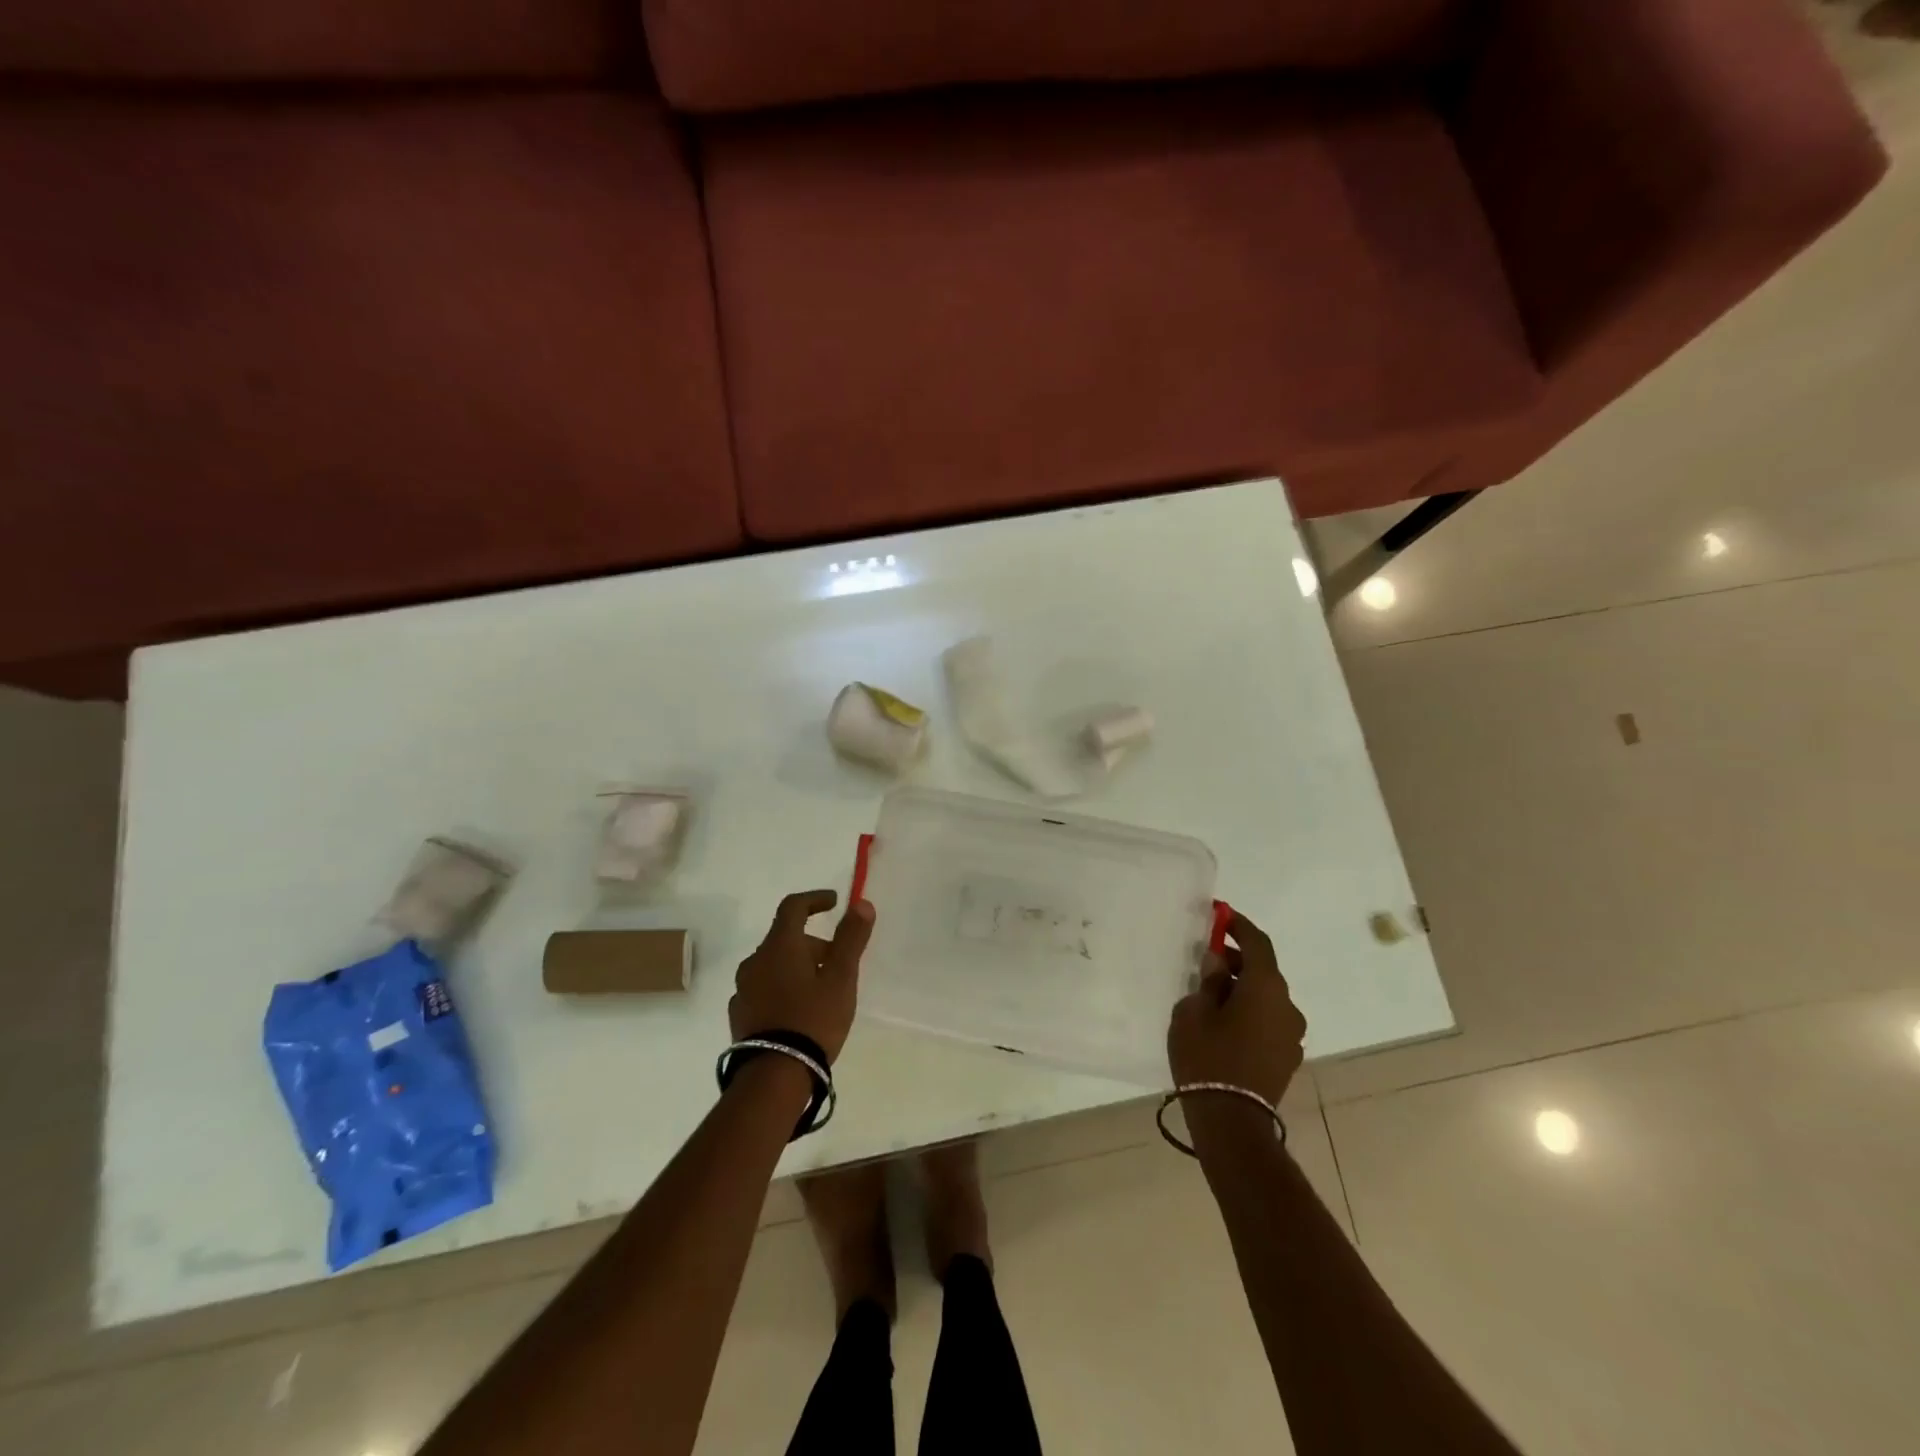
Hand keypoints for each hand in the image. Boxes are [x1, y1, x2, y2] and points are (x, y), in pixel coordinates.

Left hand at [730, 890, 874, 1062]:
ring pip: (773, 964)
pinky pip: (763, 988)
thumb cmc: (813, 1019)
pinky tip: (797, 1010)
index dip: (814, 900)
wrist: (774, 1076)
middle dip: (812, 942)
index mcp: (780, 946)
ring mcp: (743, 989)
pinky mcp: (739, 1014)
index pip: (793, 907)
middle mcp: (755, 961)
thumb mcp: (841, 978)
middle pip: (784, 938)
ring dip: (796, 966)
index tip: (833, 902)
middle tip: (838, 961)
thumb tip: (861, 902)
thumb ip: (851, 938)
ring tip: (820, 989)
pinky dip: (781, 987)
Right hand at [1167, 911, 1306, 1107]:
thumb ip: (1208, 982)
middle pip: (1263, 970)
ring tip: (1211, 993)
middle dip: (1236, 960)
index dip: (1238, 925)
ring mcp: (1292, 1034)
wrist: (1231, 1122)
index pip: (1257, 943)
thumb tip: (1218, 965)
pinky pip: (1269, 1020)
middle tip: (1206, 957)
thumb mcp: (1193, 1012)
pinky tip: (1225, 1022)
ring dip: (1243, 987)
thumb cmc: (1207, 1058)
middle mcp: (1287, 1005)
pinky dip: (1250, 1010)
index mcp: (1266, 987)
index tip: (1220, 914)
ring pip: (1267, 997)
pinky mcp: (1287, 1057)